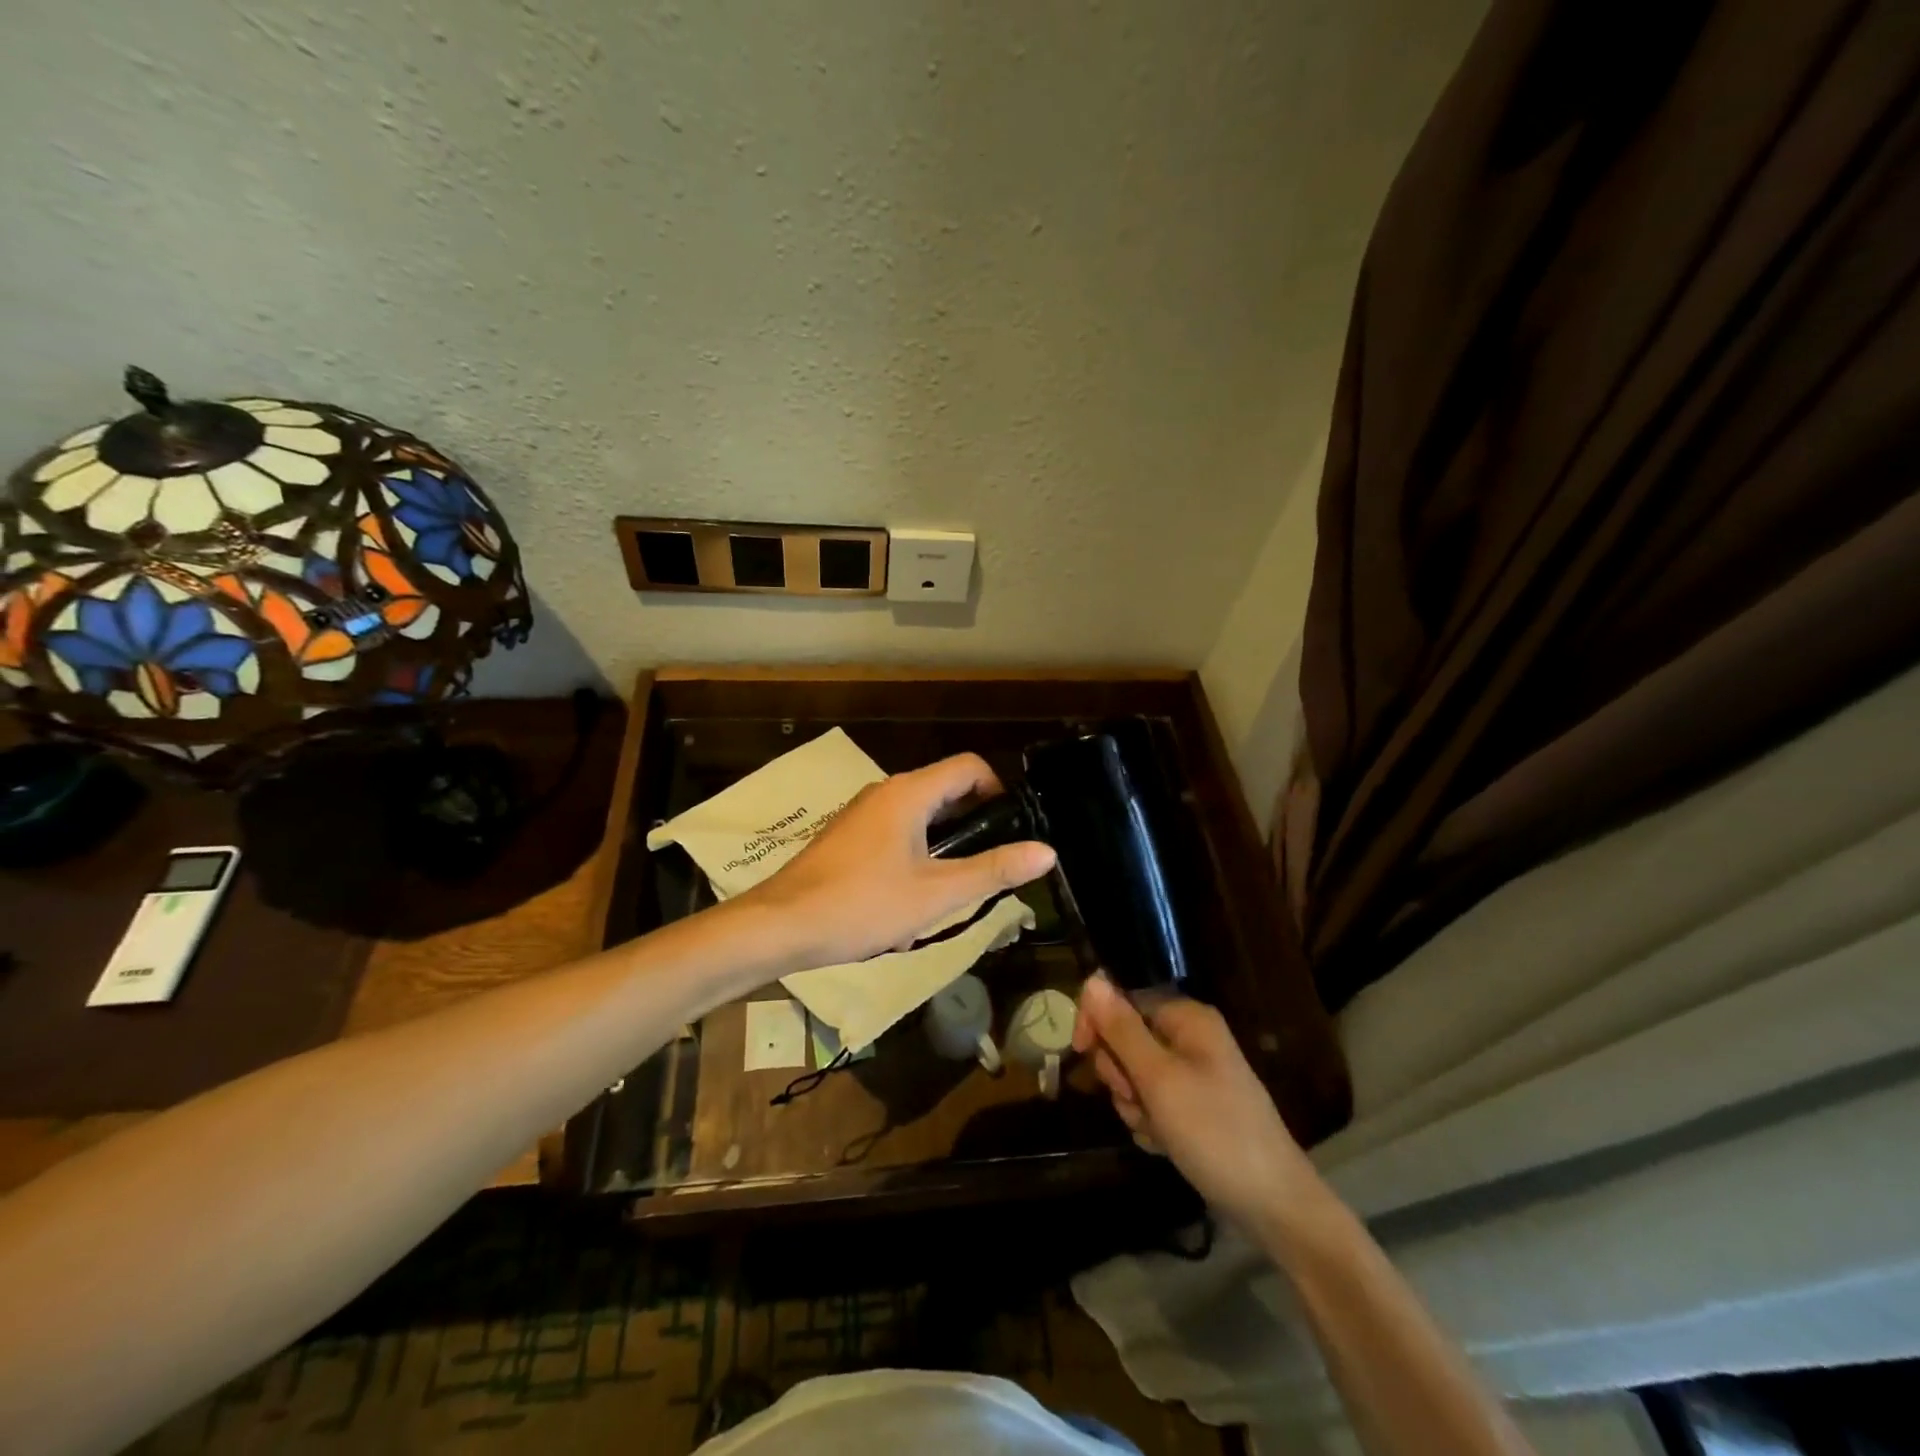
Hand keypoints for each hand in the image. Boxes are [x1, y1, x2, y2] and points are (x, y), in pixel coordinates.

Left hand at [744, 753, 1055, 968]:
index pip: (969, 767)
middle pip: (946, 792)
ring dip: (942, 850)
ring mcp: (862, 814)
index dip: (998, 790)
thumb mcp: (936, 895)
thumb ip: (992, 871)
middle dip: (972, 829)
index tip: (1010, 830)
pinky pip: (895, 836)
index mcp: (909, 793)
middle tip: (985, 872)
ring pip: (920, 819)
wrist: (779, 926)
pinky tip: (907, 904)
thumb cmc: (861, 905)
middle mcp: (885, 792)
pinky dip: (913, 859)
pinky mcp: (847, 838)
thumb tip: (1046, 851)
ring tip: (947, 897)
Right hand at [1075, 976, 1321, 1234]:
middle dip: (1120, 1074)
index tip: (1081, 1051)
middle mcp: (1189, 1038)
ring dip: (1134, 1105)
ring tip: (1157, 1130)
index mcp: (1186, 1018)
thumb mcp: (1159, 1079)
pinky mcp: (1192, 1109)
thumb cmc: (1214, 1132)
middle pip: (1125, 1038)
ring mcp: (1192, 1075)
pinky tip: (1166, 1145)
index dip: (1097, 1021)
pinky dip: (1150, 1124)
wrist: (1274, 1207)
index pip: (1123, 998)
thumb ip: (1121, 1029)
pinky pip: (1151, 1104)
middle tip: (1137, 1099)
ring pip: (1134, 1076)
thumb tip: (1092, 980)